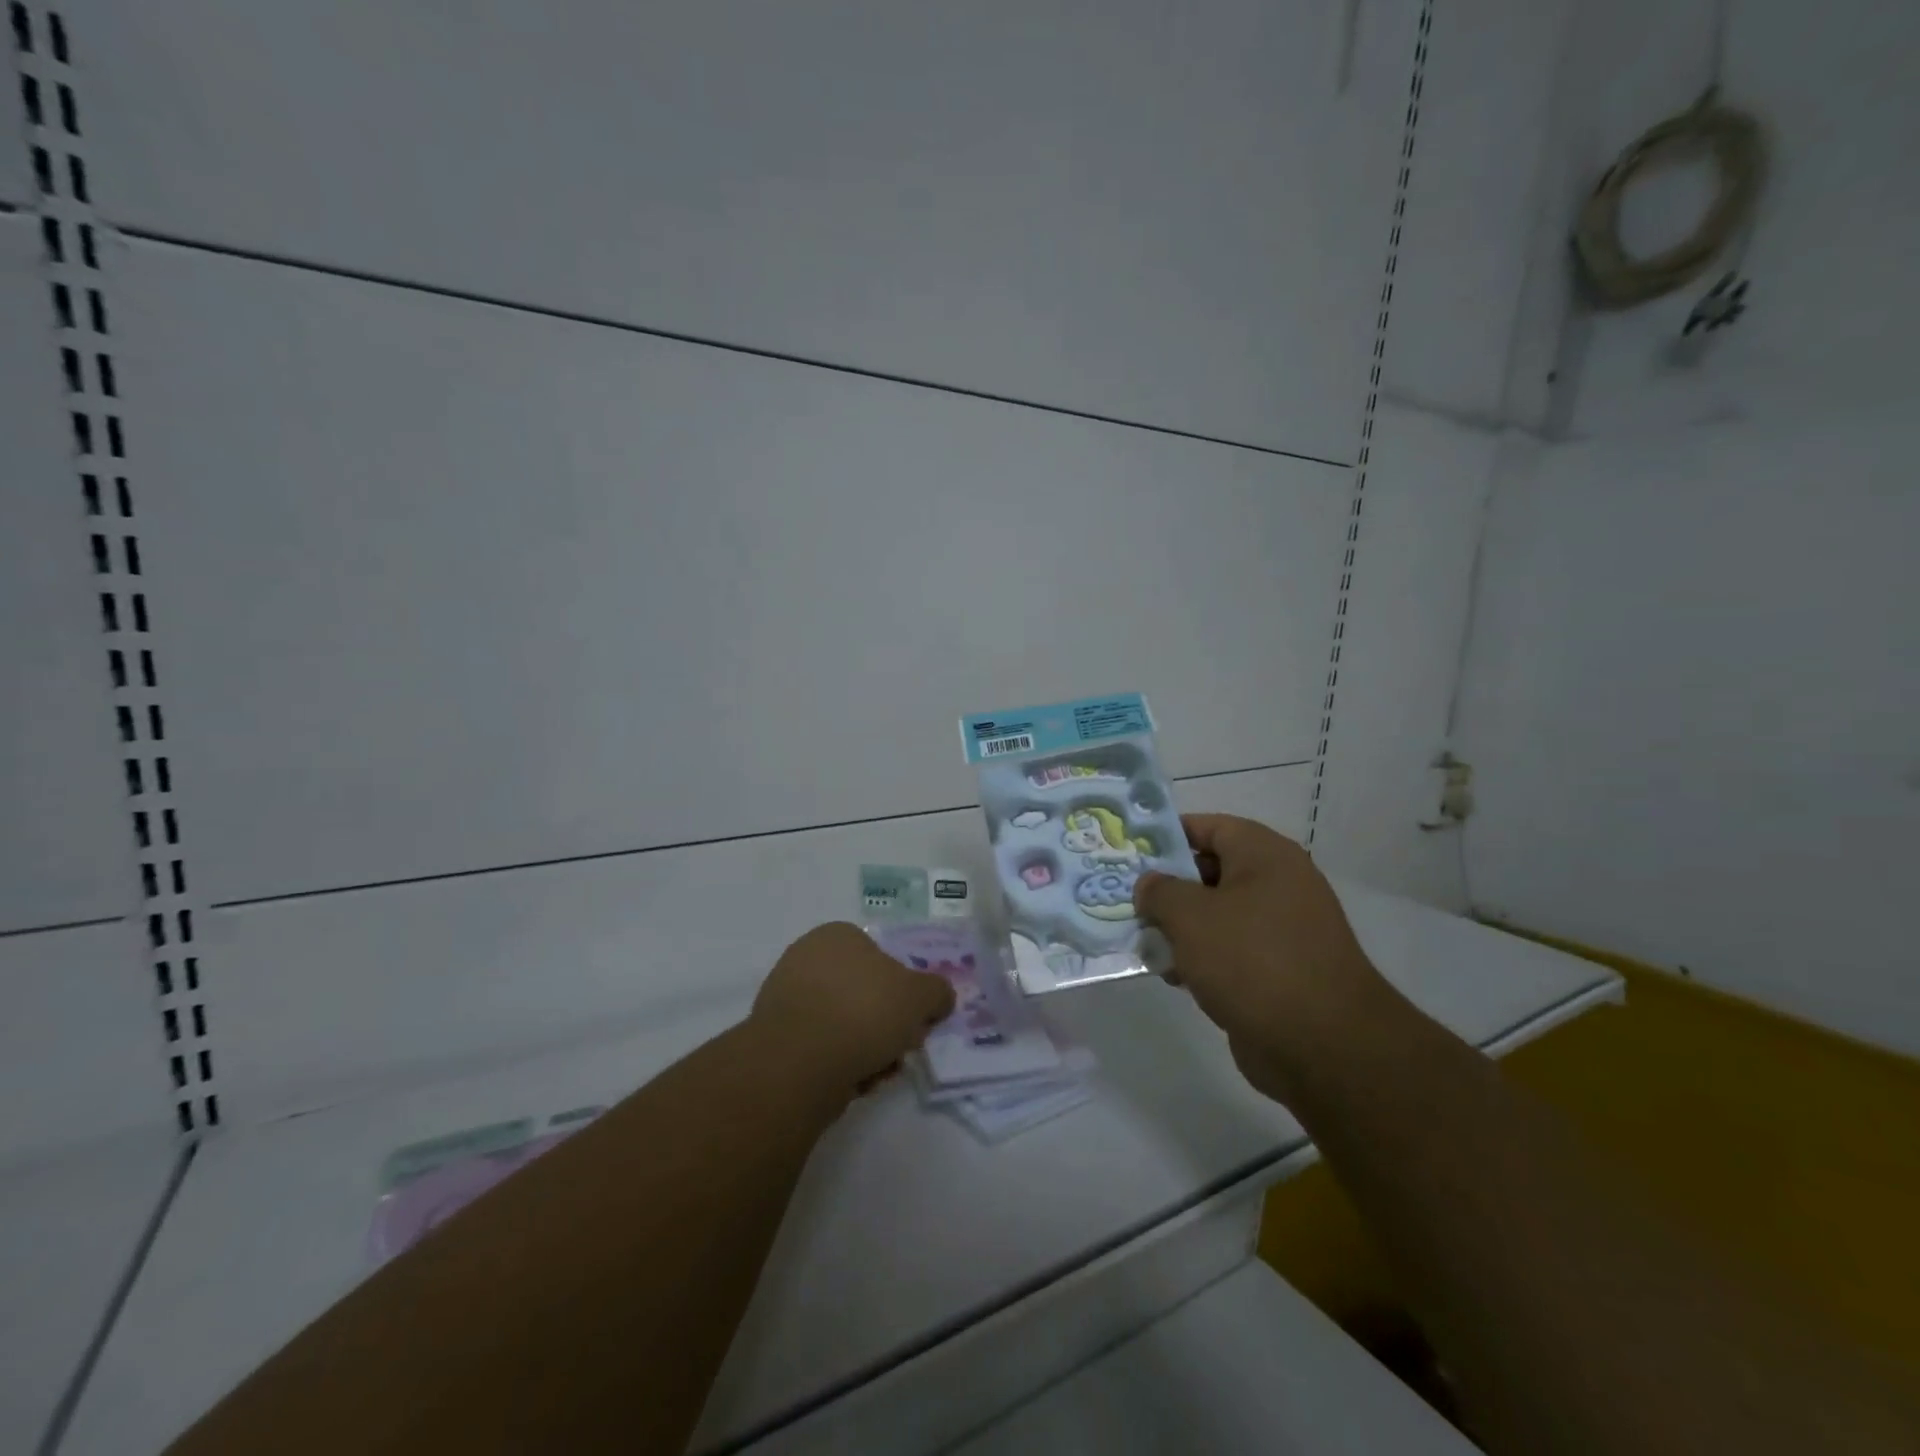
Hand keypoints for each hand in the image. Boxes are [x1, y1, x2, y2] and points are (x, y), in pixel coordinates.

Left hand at [751, 922, 955, 1098]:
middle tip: (901, 1049)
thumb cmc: (864, 1011)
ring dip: (867, 1049)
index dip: (904, 990)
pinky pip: (821, 1048)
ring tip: (877, 1071)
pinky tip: (851, 1082)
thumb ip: (937, 992)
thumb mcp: (920, 996)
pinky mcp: (776, 1038)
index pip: (881, 957)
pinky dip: (839, 1064)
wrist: (799, 1062)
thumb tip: (939, 998)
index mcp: (838, 935)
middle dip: (886, 1024)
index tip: (915, 1020)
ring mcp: (786, 998)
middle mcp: (807, 957)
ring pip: (844, 1024)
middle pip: (864, 993)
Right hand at [1135, 815, 1389, 1102]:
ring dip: (1181, 927)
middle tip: (1128, 899)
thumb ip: (1159, 891)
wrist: (1322, 1045)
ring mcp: (1282, 930)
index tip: (1131, 851)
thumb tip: (1149, 885)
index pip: (1209, 826)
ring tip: (1144, 942)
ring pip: (1218, 914)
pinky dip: (1202, 958)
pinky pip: (1231, 951)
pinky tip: (1174, 976)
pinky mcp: (1280, 970)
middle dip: (1168, 886)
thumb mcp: (1189, 915)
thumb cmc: (1251, 959)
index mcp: (1265, 855)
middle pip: (1210, 871)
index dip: (1168, 834)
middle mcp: (1278, 884)